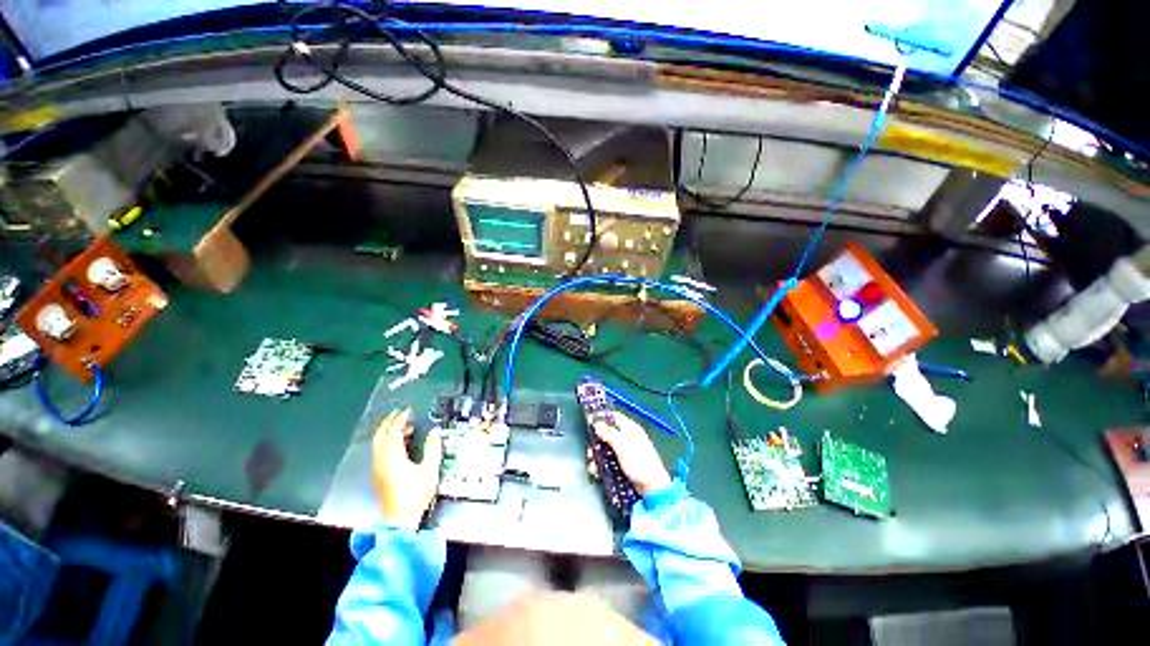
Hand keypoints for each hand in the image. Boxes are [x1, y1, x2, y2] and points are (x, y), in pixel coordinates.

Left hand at [372, 408, 442, 529]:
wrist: (399, 521)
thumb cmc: (415, 495)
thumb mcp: (429, 470)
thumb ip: (433, 448)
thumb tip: (434, 432)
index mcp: (393, 457)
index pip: (393, 432)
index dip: (400, 419)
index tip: (406, 411)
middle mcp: (382, 461)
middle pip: (380, 436)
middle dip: (389, 423)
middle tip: (399, 415)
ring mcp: (378, 469)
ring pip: (378, 445)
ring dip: (389, 433)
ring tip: (404, 429)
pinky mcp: (379, 476)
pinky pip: (380, 452)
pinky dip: (388, 443)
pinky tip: (400, 446)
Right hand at [589, 412, 670, 495]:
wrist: (652, 488)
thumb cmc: (641, 464)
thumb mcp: (623, 446)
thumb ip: (610, 434)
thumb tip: (597, 424)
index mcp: (631, 429)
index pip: (614, 416)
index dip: (601, 417)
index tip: (589, 421)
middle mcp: (628, 437)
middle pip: (608, 433)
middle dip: (596, 442)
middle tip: (590, 451)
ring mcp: (626, 450)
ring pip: (606, 447)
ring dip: (597, 455)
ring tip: (593, 464)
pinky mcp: (624, 462)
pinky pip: (609, 458)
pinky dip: (602, 463)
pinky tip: (597, 470)